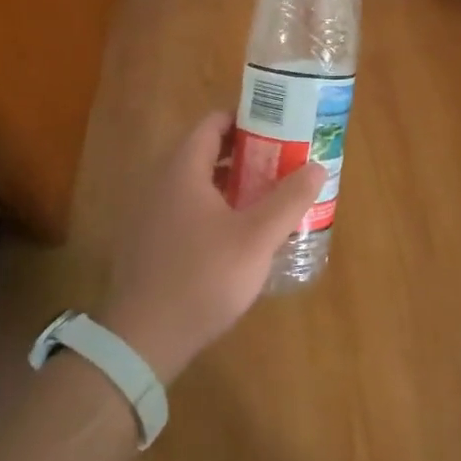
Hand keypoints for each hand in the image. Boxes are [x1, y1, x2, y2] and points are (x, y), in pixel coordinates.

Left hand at [98, 113, 324, 380]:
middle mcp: (161, 184)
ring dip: (231, 183)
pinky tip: (238, 234)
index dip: (246, 119)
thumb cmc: (204, 278)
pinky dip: (214, 208)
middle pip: (206, 152)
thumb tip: (317, 166)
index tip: (279, 128)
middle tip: (282, 163)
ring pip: (196, 184)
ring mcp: (150, 215)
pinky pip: (185, 209)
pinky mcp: (148, 244)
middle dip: (246, 154)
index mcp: (182, 171)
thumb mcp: (257, 238)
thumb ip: (289, 199)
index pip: (212, 123)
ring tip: (267, 197)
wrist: (144, 340)